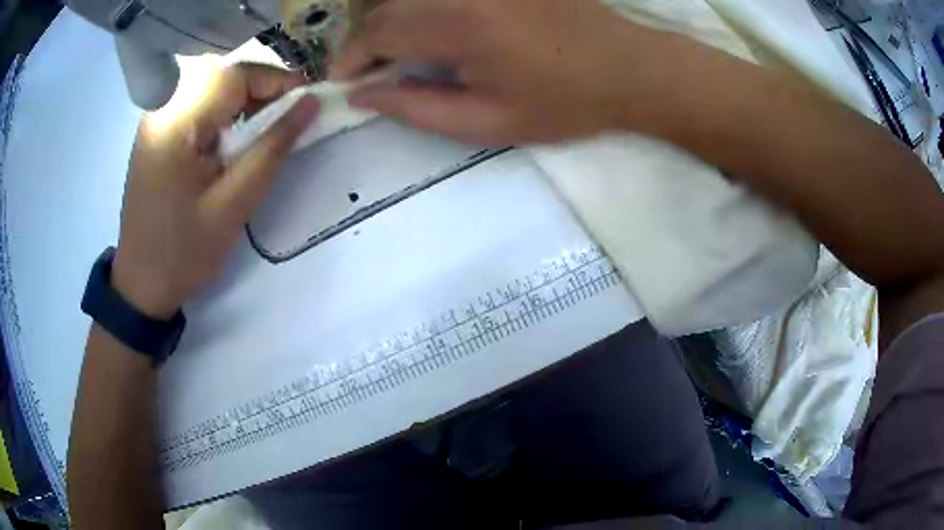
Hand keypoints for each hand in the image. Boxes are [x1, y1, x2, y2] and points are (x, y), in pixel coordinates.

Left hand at [112, 63, 318, 318]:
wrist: (140, 284)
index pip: (235, 75)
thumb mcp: (233, 205)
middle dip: (262, 91)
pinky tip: (233, 141)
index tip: (308, 103)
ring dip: (245, 102)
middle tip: (288, 120)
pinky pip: (198, 105)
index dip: (277, 81)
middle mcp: (162, 109)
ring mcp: (157, 119)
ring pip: (213, 87)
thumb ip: (272, 149)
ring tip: (264, 132)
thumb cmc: (183, 252)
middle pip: (223, 76)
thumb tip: (310, 105)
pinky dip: (225, 114)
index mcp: (176, 123)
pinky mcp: (158, 132)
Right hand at [332, 0, 670, 144]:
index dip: (352, 56)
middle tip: (371, 70)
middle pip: (391, 6)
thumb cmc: (564, 103)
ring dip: (395, 21)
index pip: (379, 32)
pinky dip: (425, 8)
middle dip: (369, 39)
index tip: (343, 80)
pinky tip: (435, 31)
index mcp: (460, 25)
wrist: (628, 69)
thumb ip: (417, 109)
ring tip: (400, 53)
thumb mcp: (488, 122)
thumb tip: (365, 95)